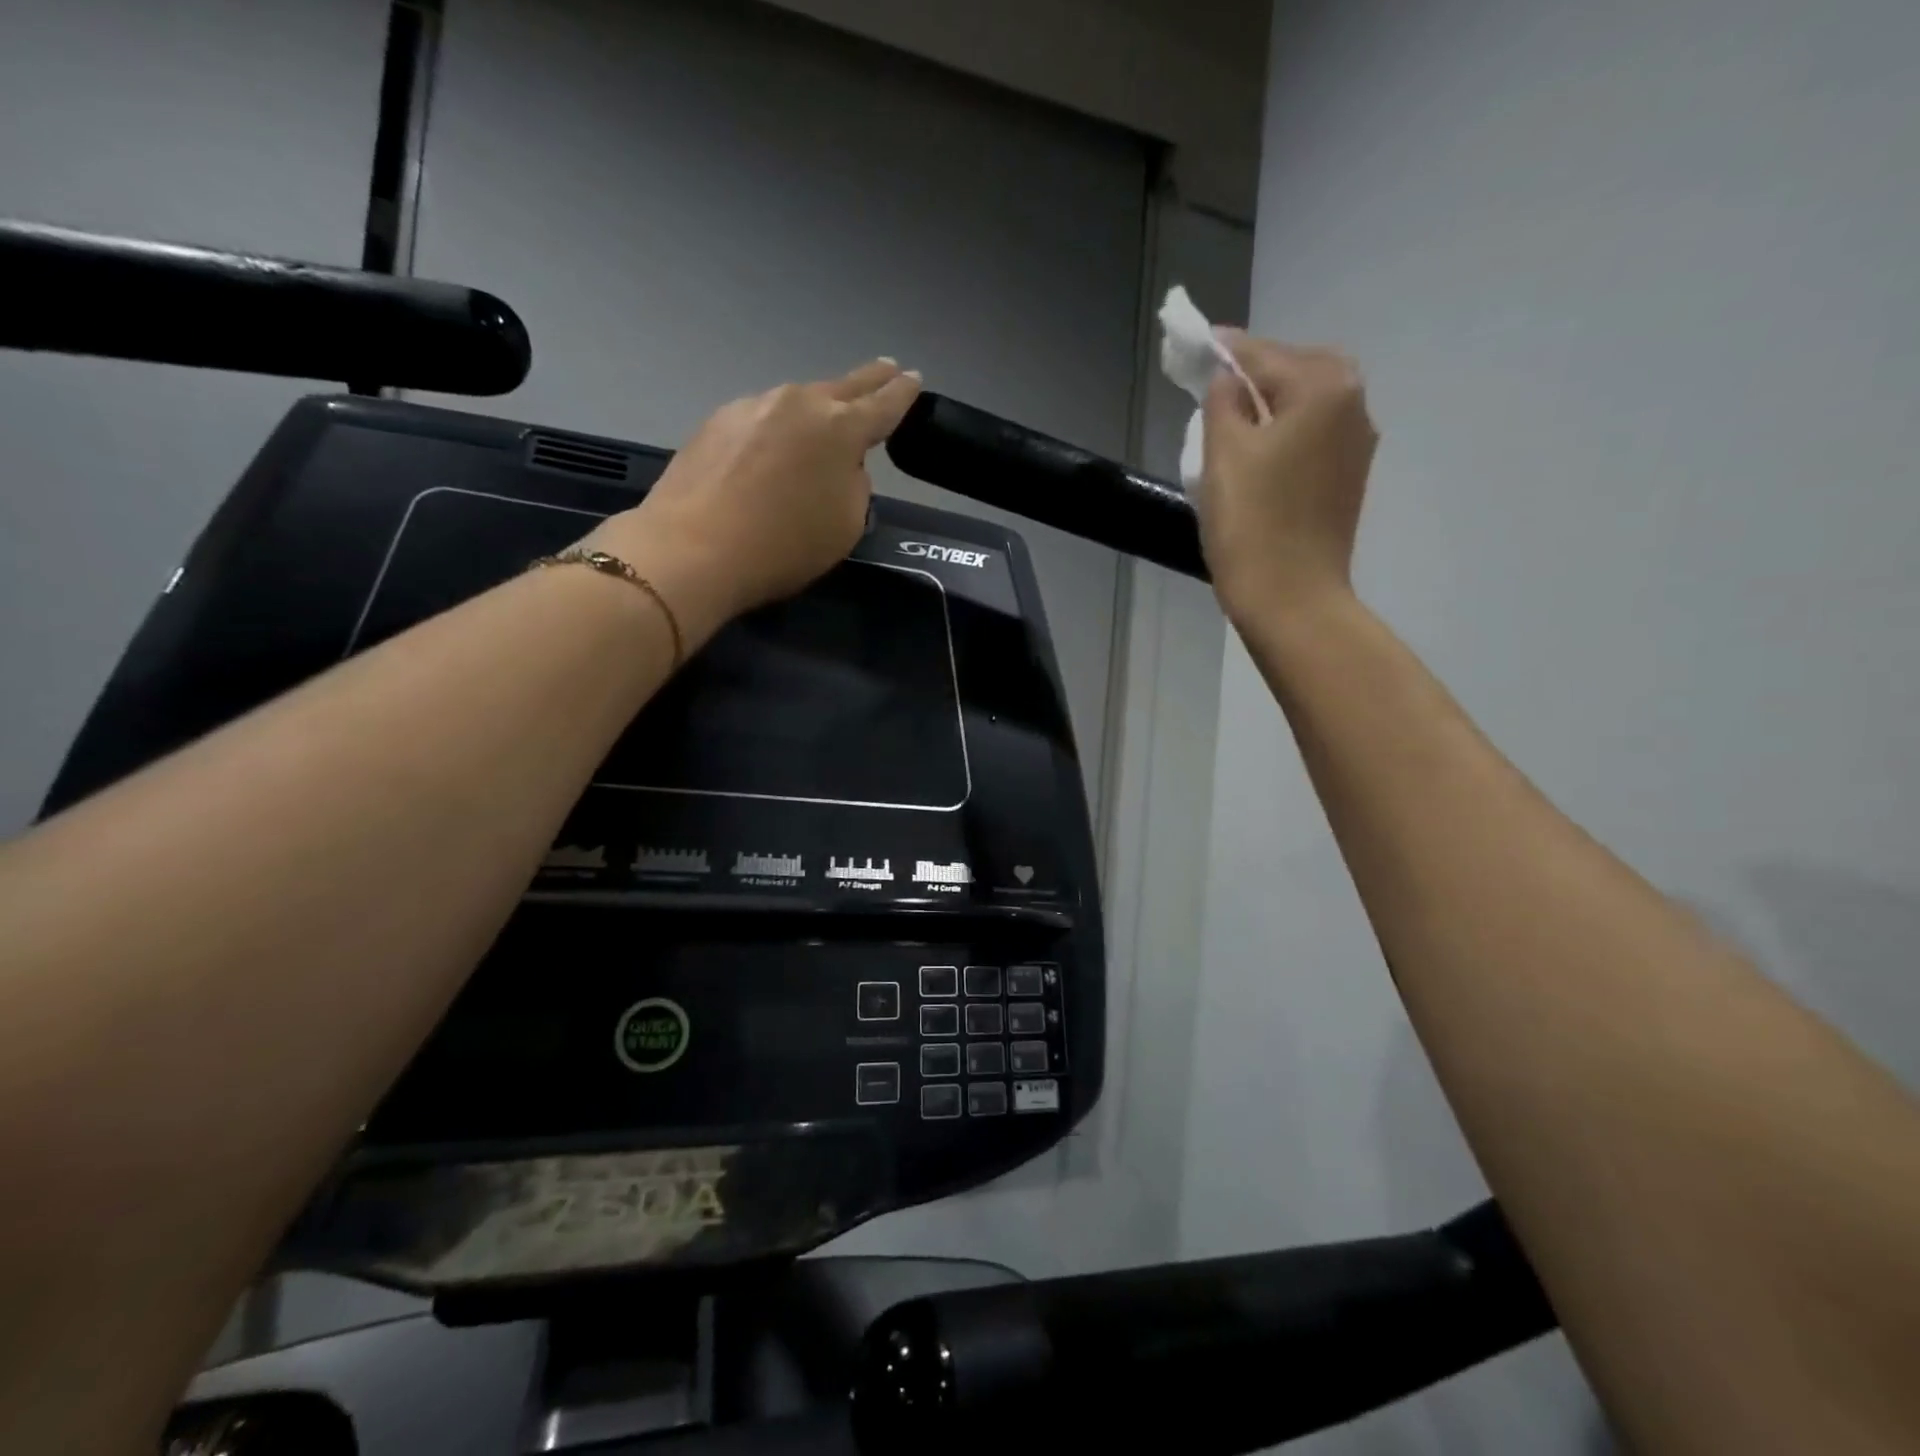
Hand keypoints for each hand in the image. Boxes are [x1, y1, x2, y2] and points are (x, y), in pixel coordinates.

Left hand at [588, 359, 921, 645]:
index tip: (913, 379)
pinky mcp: (716, 422)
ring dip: (815, 410)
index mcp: (840, 428)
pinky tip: (770, 452)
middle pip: (842, 387)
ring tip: (822, 423)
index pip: (883, 405)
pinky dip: (775, 431)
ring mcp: (752, 406)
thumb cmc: (783, 545)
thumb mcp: (846, 525)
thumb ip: (855, 486)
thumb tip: (841, 467)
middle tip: (886, 369)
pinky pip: (761, 420)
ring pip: (796, 403)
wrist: (693, 548)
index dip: (902, 394)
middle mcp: (798, 404)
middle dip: (869, 380)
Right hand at [1198, 333, 1377, 624]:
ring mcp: (1356, 444)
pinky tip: (1259, 449)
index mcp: (1324, 387)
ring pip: (1308, 403)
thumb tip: (1227, 379)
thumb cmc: (1252, 523)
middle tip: (1214, 385)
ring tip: (1232, 418)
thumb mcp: (1223, 454)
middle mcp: (1353, 404)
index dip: (1226, 350)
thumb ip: (1222, 401)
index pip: (1264, 354)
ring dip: (1272, 402)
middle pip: (1296, 370)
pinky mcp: (1348, 478)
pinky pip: (1315, 434)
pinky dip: (1286, 429)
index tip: (1197, 343)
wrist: (1291, 598)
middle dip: (1256, 373)